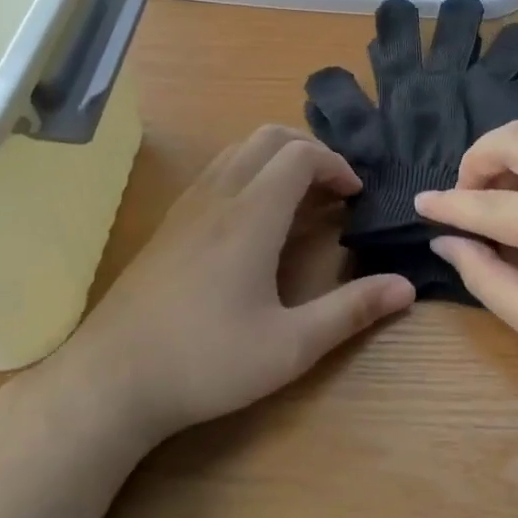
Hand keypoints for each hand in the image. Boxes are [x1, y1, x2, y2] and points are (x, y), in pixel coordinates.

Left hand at [66, 126, 414, 442]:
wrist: (111, 379)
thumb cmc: (207, 361)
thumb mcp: (291, 346)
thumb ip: (351, 311)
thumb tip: (407, 286)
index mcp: (251, 215)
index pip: (301, 155)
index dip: (336, 165)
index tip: (356, 196)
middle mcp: (218, 196)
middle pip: (268, 138)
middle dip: (310, 151)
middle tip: (334, 190)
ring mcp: (187, 207)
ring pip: (237, 150)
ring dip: (276, 159)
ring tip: (300, 200)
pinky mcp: (168, 224)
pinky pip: (216, 172)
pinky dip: (248, 173)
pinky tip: (254, 222)